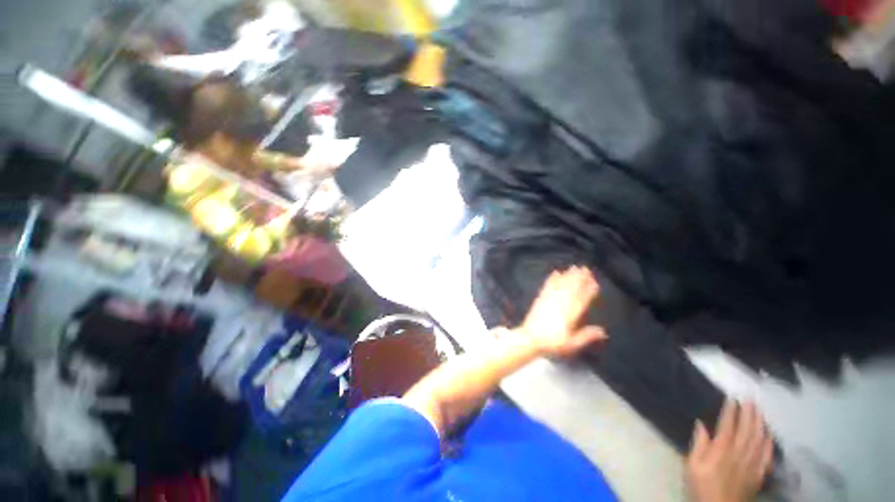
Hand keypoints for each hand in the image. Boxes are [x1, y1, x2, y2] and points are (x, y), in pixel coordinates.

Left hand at [518, 266, 606, 356]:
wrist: (530, 338)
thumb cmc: (552, 343)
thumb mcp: (571, 344)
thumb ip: (586, 336)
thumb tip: (603, 331)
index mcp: (570, 315)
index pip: (581, 300)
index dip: (588, 290)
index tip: (594, 282)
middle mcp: (560, 305)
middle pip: (571, 289)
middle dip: (579, 278)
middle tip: (585, 268)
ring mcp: (549, 300)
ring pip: (561, 285)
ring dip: (568, 276)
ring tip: (574, 268)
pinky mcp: (540, 299)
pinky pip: (547, 287)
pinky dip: (552, 279)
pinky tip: (555, 273)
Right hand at [687, 400, 774, 501]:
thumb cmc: (702, 486)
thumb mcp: (692, 466)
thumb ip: (698, 445)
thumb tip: (701, 424)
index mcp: (721, 451)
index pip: (727, 426)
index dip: (730, 412)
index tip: (732, 399)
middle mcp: (739, 454)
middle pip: (746, 430)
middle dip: (748, 414)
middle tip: (750, 400)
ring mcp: (752, 464)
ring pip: (759, 440)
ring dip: (760, 424)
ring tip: (760, 412)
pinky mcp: (759, 474)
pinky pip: (767, 456)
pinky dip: (769, 443)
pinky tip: (769, 435)